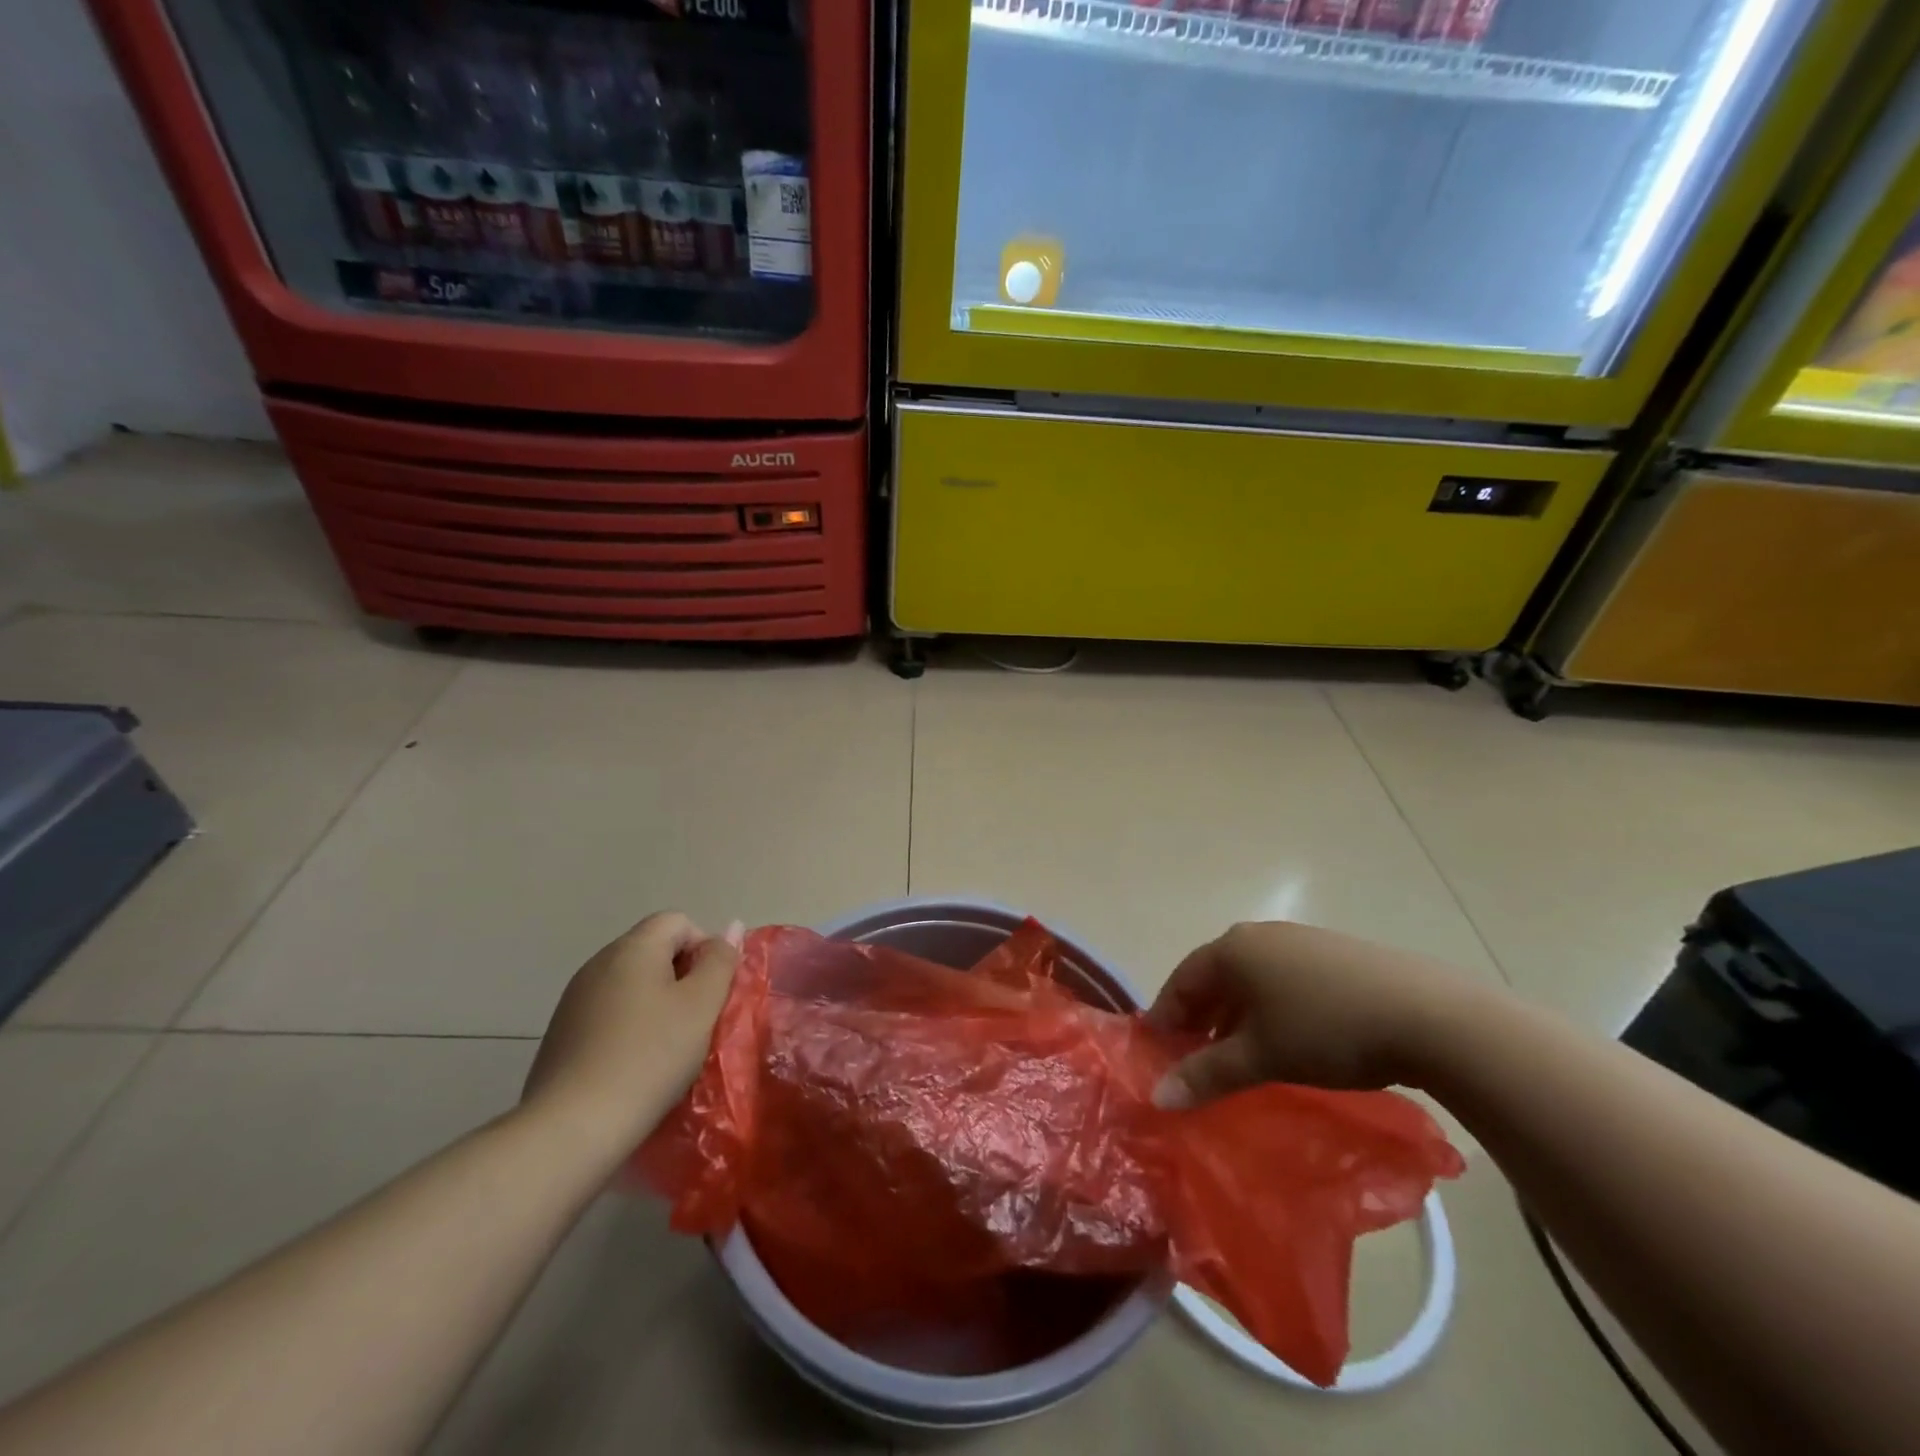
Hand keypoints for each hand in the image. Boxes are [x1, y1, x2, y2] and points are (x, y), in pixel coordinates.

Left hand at [522, 912, 742, 1151]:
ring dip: (656, 1003)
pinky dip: (629, 1026)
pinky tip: (635, 1064)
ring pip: (631, 983)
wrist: (572, 1128)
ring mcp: (575, 999)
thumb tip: (731, 926)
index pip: (678, 921)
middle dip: (682, 977)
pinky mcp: (561, 1033)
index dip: (704, 948)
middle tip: (697, 1019)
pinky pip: (609, 1012)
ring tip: (668, 1046)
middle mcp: (599, 963)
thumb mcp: (701, 1005)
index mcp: (633, 948)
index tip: (712, 991)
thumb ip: (720, 961)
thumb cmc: (650, 1057)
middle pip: (653, 950)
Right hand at [1147, 921, 1482, 1106]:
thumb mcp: (1260, 1057)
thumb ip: (1206, 1074)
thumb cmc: (1326, 1030)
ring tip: (1240, 1054)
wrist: (1428, 1015)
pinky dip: (1271, 1007)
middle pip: (1215, 976)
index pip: (1181, 981)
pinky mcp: (1335, 954)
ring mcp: (1300, 940)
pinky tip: (1288, 1038)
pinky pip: (1284, 979)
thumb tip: (1157, 1098)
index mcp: (1232, 949)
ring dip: (1236, 1015)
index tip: (1157, 1051)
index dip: (1165, 1017)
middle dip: (1201, 1017)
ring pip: (1251, 979)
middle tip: (1194, 1058)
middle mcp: (1260, 935)